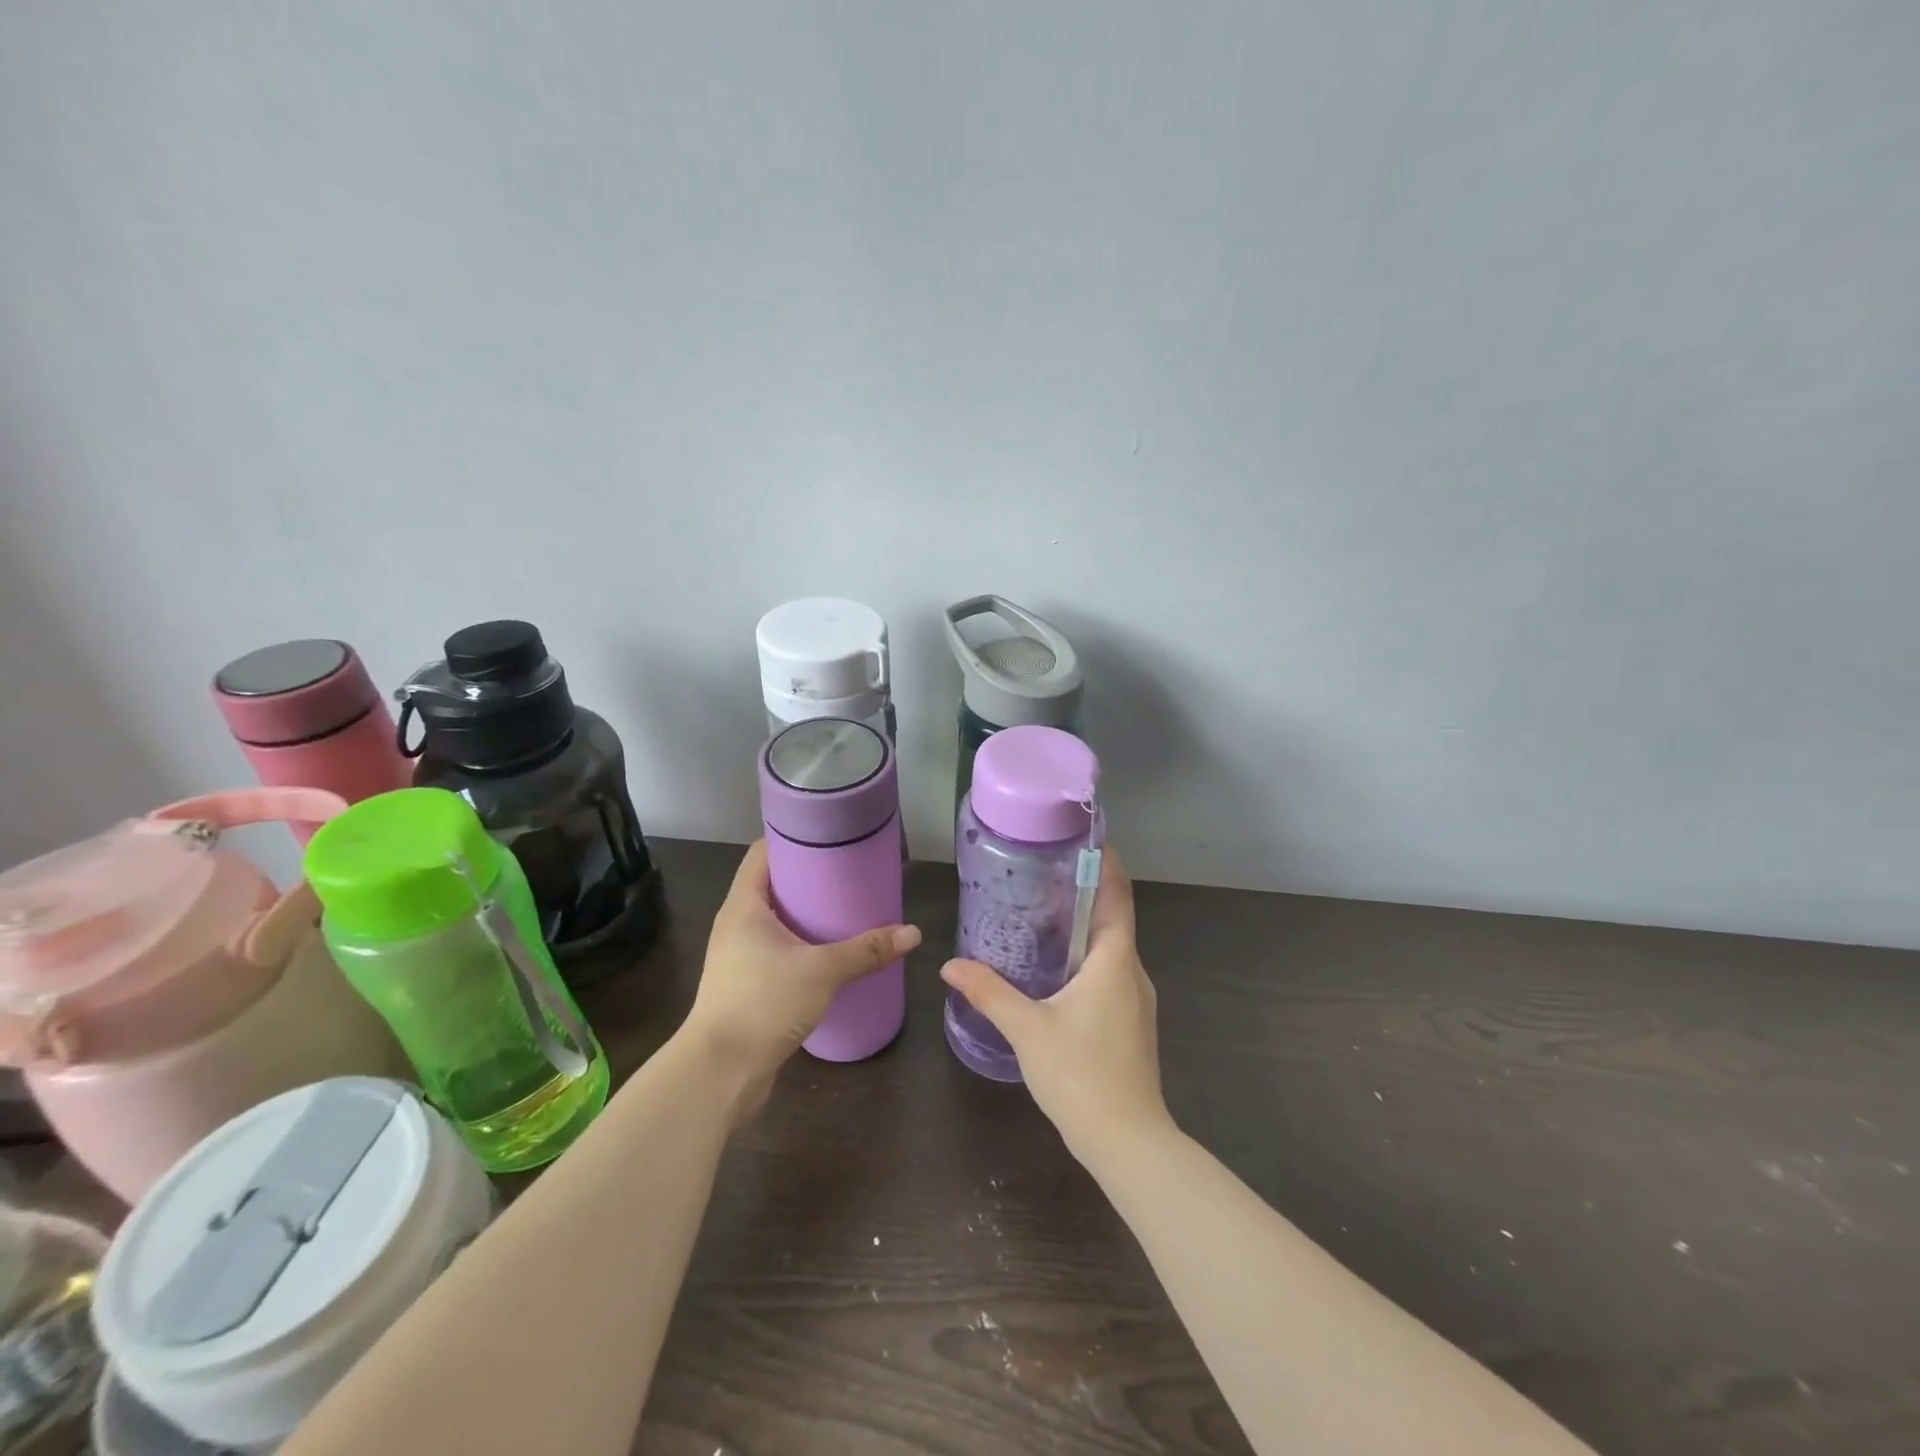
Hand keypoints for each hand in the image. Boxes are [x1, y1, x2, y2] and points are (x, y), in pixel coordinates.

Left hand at [684, 841, 920, 1121]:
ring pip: (775, 919)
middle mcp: (736, 924)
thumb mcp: (822, 971)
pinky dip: (801, 943)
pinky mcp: (746, 984)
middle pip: (771, 884)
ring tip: (845, 906)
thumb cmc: (763, 1003)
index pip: (762, 852)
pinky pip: (776, 949)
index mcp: (744, 905)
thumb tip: (913, 933)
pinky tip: (829, 951)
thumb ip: (867, 950)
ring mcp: (738, 956)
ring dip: (805, 912)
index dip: (792, 837)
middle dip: (808, 876)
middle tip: (848, 870)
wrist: (720, 1072)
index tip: (829, 834)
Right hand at [940, 848, 1173, 1164]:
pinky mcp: (1131, 1023)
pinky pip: (1110, 973)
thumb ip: (989, 992)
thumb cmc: (1081, 1075)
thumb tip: (950, 965)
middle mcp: (1132, 972)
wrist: (1129, 1142)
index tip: (1084, 838)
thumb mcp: (1027, 1029)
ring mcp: (1136, 1000)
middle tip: (1044, 874)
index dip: (1105, 863)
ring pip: (1111, 948)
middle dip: (1085, 892)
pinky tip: (1056, 969)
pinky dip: (1087, 958)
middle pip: (1113, 918)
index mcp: (1115, 960)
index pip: (1117, 894)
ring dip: (1085, 927)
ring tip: (1044, 913)